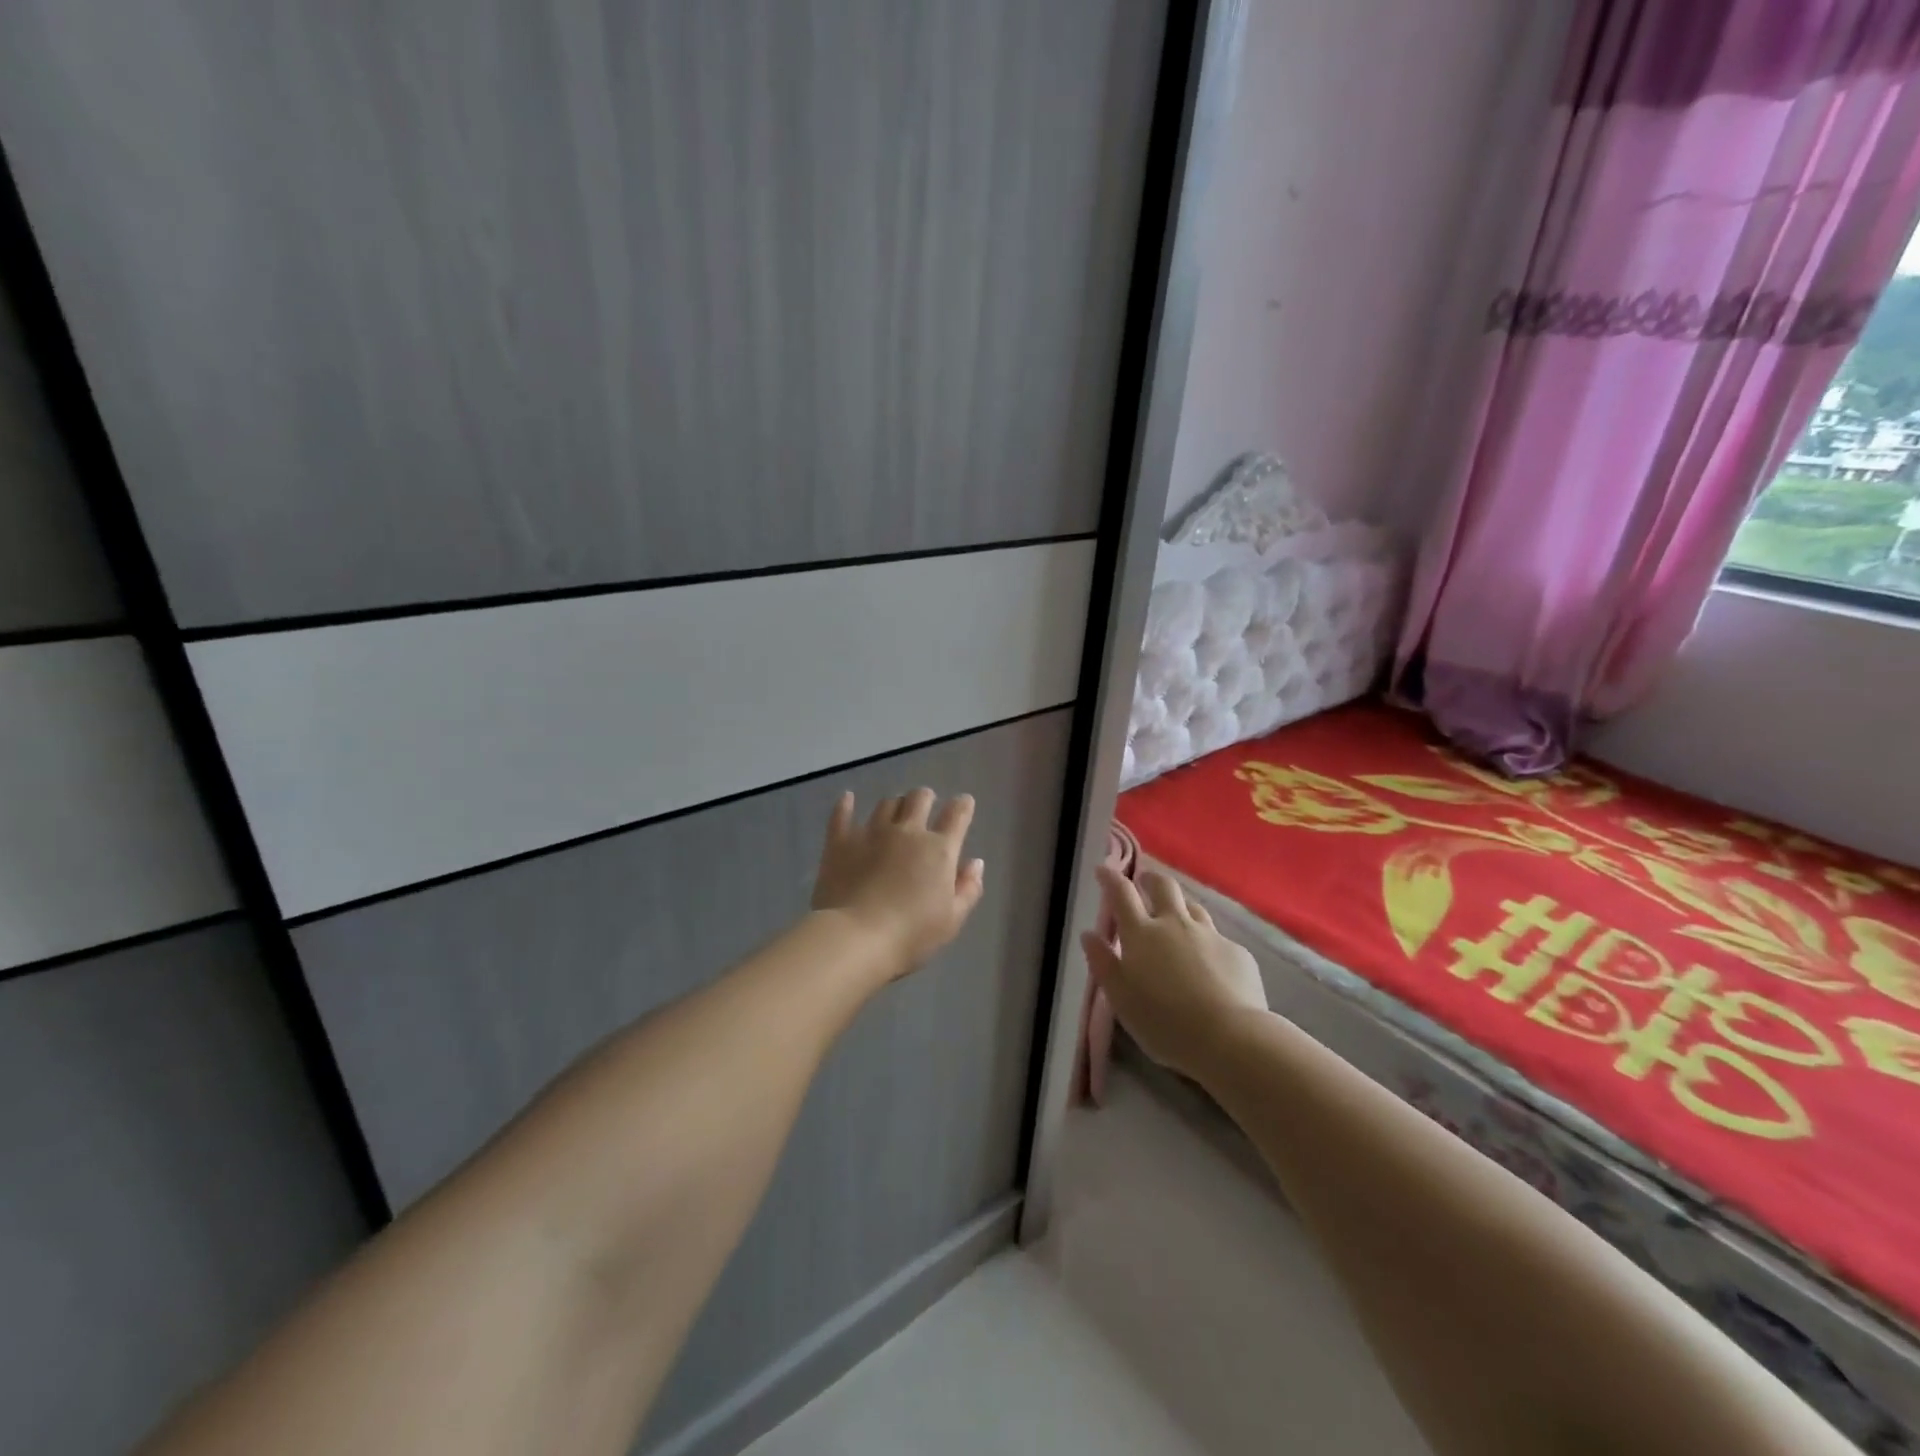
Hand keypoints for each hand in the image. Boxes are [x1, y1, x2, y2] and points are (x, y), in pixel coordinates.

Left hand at [811, 788, 985, 975]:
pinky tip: (848, 798)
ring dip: (894, 804)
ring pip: (886, 804)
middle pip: (919, 799)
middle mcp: (907, 832)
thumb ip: (968, 889)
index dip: (963, 806)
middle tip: (925, 803)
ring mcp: (871, 833)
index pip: (957, 816)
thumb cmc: (911, 934)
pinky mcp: (841, 842)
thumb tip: (975, 863)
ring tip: (894, 811)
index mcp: (939, 850)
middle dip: (925, 797)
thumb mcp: (952, 920)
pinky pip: (842, 815)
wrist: (856, 937)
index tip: (964, 803)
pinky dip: (846, 805)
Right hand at [1083, 867, 1266, 1080]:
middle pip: (1164, 887)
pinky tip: (1210, 963)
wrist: (1231, 1038)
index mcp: (1142, 934)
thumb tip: (1089, 934)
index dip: (1110, 878)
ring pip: (1193, 908)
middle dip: (1151, 880)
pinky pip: (1218, 939)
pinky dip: (1207, 943)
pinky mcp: (1238, 953)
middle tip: (1144, 882)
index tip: (1103, 870)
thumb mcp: (1121, 998)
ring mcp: (1210, 935)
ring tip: (1176, 916)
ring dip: (1180, 906)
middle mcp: (1176, 924)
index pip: (1121, 894)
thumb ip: (1103, 964)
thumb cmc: (1164, 1022)